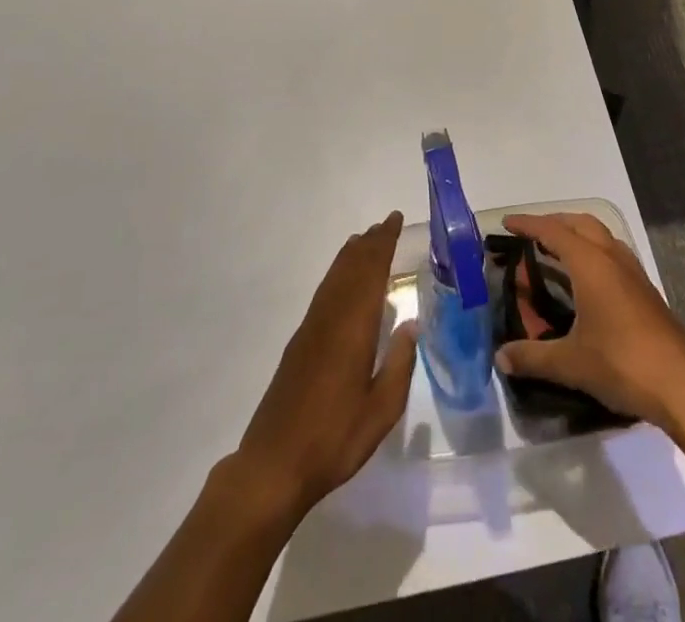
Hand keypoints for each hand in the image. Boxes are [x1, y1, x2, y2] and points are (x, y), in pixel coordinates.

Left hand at [228, 211, 416, 519]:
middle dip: (369, 244)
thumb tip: (410, 326)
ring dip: (351, 256)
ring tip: (365, 240)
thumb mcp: (381, 411)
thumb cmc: (334, 439)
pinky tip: (341, 282)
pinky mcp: (299, 344)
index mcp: (353, 329)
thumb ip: (400, 366)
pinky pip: (323, 293)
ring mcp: (311, 329)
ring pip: (334, 278)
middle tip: (385, 224)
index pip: (371, 273)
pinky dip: (337, 275)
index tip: (395, 220)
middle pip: (351, 268)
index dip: (383, 244)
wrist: (273, 465)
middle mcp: (330, 318)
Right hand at [492, 212, 684, 431]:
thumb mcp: (570, 363)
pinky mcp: (646, 291)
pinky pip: (614, 254)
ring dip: (578, 234)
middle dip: (555, 222)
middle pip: (580, 223)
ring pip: (602, 236)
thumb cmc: (621, 364)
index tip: (507, 222)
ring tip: (558, 251)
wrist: (681, 386)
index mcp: (590, 264)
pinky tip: (589, 280)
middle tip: (532, 234)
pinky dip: (594, 252)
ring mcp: (634, 273)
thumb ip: (532, 357)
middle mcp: (612, 258)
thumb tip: (501, 357)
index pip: (553, 231)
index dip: (528, 224)